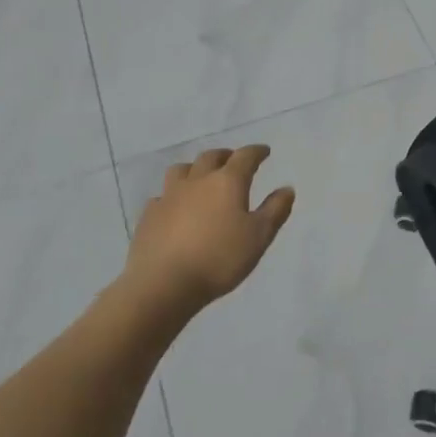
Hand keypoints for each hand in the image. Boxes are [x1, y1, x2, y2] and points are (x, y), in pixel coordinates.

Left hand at [126, 145, 294, 317]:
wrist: (163, 284)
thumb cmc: (219, 259)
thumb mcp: (259, 237)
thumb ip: (275, 210)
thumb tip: (287, 188)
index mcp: (227, 181)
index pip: (245, 156)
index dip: (256, 152)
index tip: (264, 152)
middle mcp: (198, 180)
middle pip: (211, 157)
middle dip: (225, 156)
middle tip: (233, 162)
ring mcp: (169, 196)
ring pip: (181, 170)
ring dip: (194, 169)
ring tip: (200, 179)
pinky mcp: (149, 216)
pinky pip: (161, 196)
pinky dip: (171, 197)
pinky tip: (174, 208)